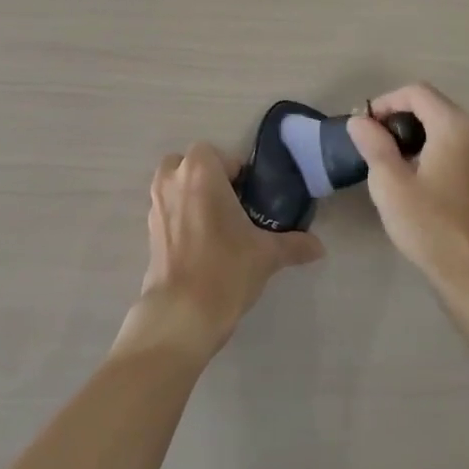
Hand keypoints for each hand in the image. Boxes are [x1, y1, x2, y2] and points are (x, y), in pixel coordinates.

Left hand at [118, 141, 323, 361]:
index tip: (251, 197)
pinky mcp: (149, 228)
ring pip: (174, 184)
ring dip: (192, 193)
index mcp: (201, 171)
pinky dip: (181, 215)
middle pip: (191, 163)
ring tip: (217, 224)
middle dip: (209, 178)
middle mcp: (173, 179)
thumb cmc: (226, 269)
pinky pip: (167, 208)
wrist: (182, 313)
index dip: (238, 173)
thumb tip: (319, 247)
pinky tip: (201, 243)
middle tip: (233, 205)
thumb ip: (294, 244)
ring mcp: (156, 203)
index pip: (221, 155)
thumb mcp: (267, 254)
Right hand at [348, 84, 468, 304]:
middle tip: (373, 142)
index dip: (386, 102)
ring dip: (416, 133)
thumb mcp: (390, 183)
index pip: (416, 92)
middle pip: (433, 105)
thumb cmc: (430, 226)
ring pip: (445, 126)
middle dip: (399, 116)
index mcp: (455, 126)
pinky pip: (458, 145)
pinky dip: (434, 148)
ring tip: (390, 160)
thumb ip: (374, 144)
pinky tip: (417, 176)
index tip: (365, 127)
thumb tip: (360, 120)